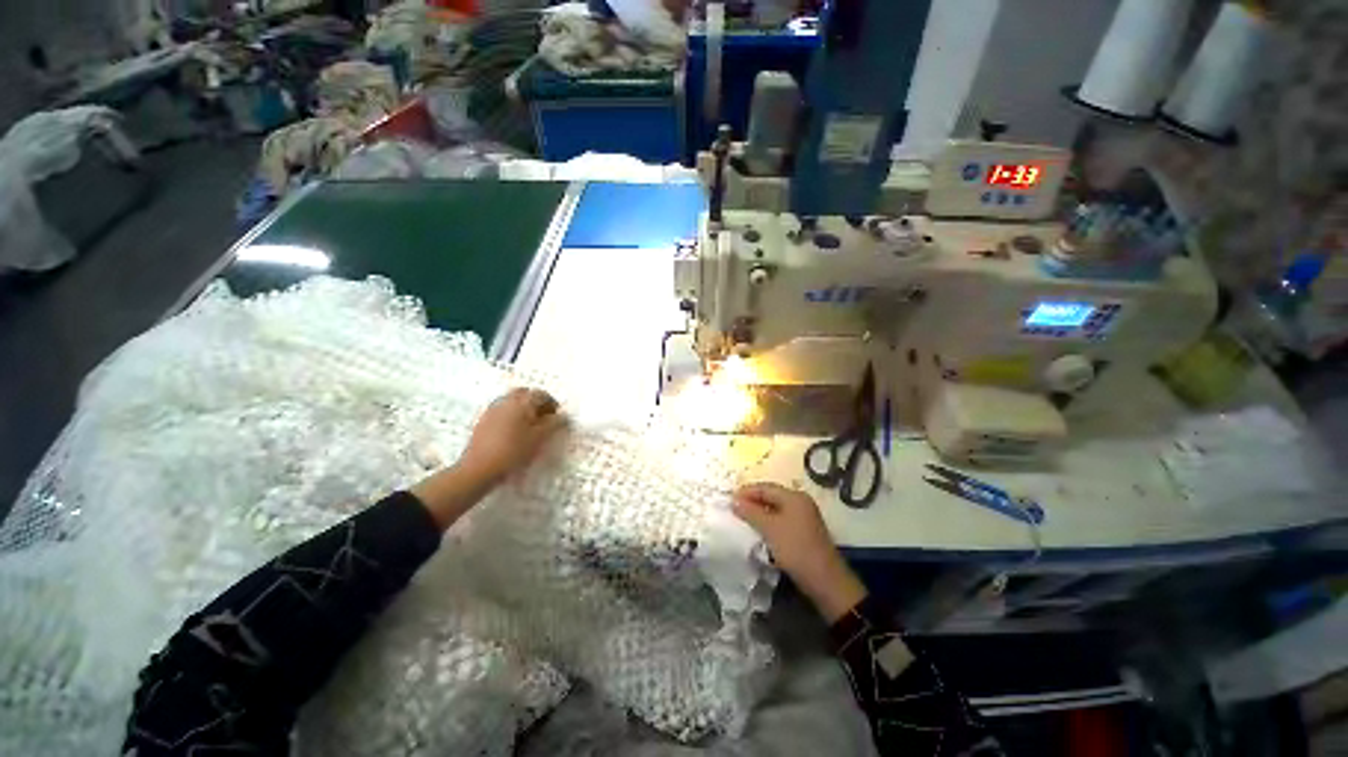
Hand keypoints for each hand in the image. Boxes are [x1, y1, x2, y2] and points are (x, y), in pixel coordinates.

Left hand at [458, 387, 566, 485]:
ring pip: (512, 401)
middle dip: (536, 402)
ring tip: (529, 426)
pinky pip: (502, 410)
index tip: (556, 417)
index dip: (552, 404)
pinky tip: (513, 432)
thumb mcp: (540, 438)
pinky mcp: (483, 420)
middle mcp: (507, 400)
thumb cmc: (514, 451)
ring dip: (523, 408)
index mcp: (522, 402)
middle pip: (525, 394)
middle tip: (543, 418)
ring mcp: (493, 409)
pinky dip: (511, 415)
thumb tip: (563, 416)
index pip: (542, 394)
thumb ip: (554, 424)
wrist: (479, 468)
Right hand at [732, 483, 866, 621]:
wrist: (825, 580)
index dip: (746, 492)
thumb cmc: (795, 549)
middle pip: (771, 496)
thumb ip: (750, 512)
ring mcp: (803, 517)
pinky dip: (768, 522)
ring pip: (775, 509)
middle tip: (734, 508)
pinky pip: (781, 519)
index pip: (765, 487)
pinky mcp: (803, 531)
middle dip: (752, 501)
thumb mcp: (770, 529)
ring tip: (742, 518)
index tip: (729, 499)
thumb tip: (734, 500)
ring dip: (759, 512)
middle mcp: (800, 502)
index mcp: (794, 497)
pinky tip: (758, 529)